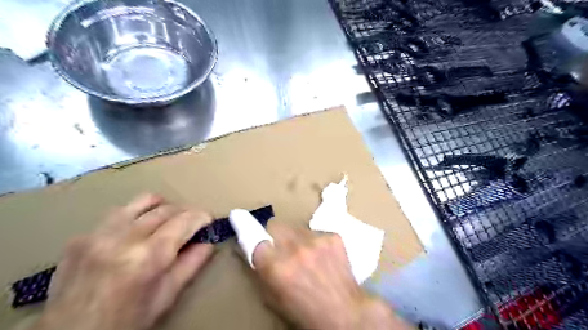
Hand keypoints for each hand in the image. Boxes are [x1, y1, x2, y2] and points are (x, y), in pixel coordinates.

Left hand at [31, 193, 213, 329]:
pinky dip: (137, 214)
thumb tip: (208, 243)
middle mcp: (124, 239)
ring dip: (163, 206)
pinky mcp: (82, 236)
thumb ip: (191, 265)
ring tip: (169, 217)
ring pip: (142, 201)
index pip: (184, 221)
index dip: (202, 217)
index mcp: (148, 258)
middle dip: (186, 212)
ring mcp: (99, 234)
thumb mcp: (165, 297)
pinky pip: (119, 212)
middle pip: (166, 209)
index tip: (208, 221)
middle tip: (193, 222)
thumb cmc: (125, 322)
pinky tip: (139, 228)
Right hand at [254, 226, 411, 329]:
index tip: (239, 215)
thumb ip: (262, 272)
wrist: (345, 313)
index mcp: (276, 267)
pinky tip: (322, 256)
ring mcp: (316, 240)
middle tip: (280, 246)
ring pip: (296, 227)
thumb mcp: (275, 298)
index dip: (246, 227)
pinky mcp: (333, 236)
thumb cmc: (305, 311)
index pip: (254, 237)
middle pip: (275, 225)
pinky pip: (316, 232)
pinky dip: (314, 241)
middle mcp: (295, 249)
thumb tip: (255, 251)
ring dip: (295, 238)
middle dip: (274, 234)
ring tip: (305, 254)